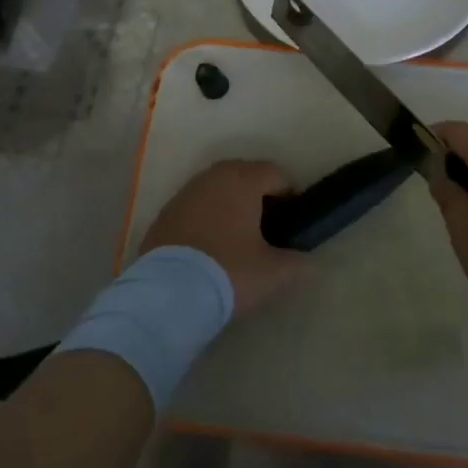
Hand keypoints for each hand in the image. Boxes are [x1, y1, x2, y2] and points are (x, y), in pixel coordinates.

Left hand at [141, 161, 304, 313]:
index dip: (289, 196)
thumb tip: (303, 261)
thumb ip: (295, 262)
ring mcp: (184, 193)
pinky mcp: (164, 213)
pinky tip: (208, 249)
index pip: (276, 174)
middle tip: (267, 232)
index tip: (292, 224)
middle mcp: (212, 176)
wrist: (167, 293)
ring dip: (230, 208)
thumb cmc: (228, 271)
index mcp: (242, 179)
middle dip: (258, 199)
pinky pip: (195, 208)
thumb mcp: (272, 273)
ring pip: (218, 191)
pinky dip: (206, 220)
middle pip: (245, 177)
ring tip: (237, 242)